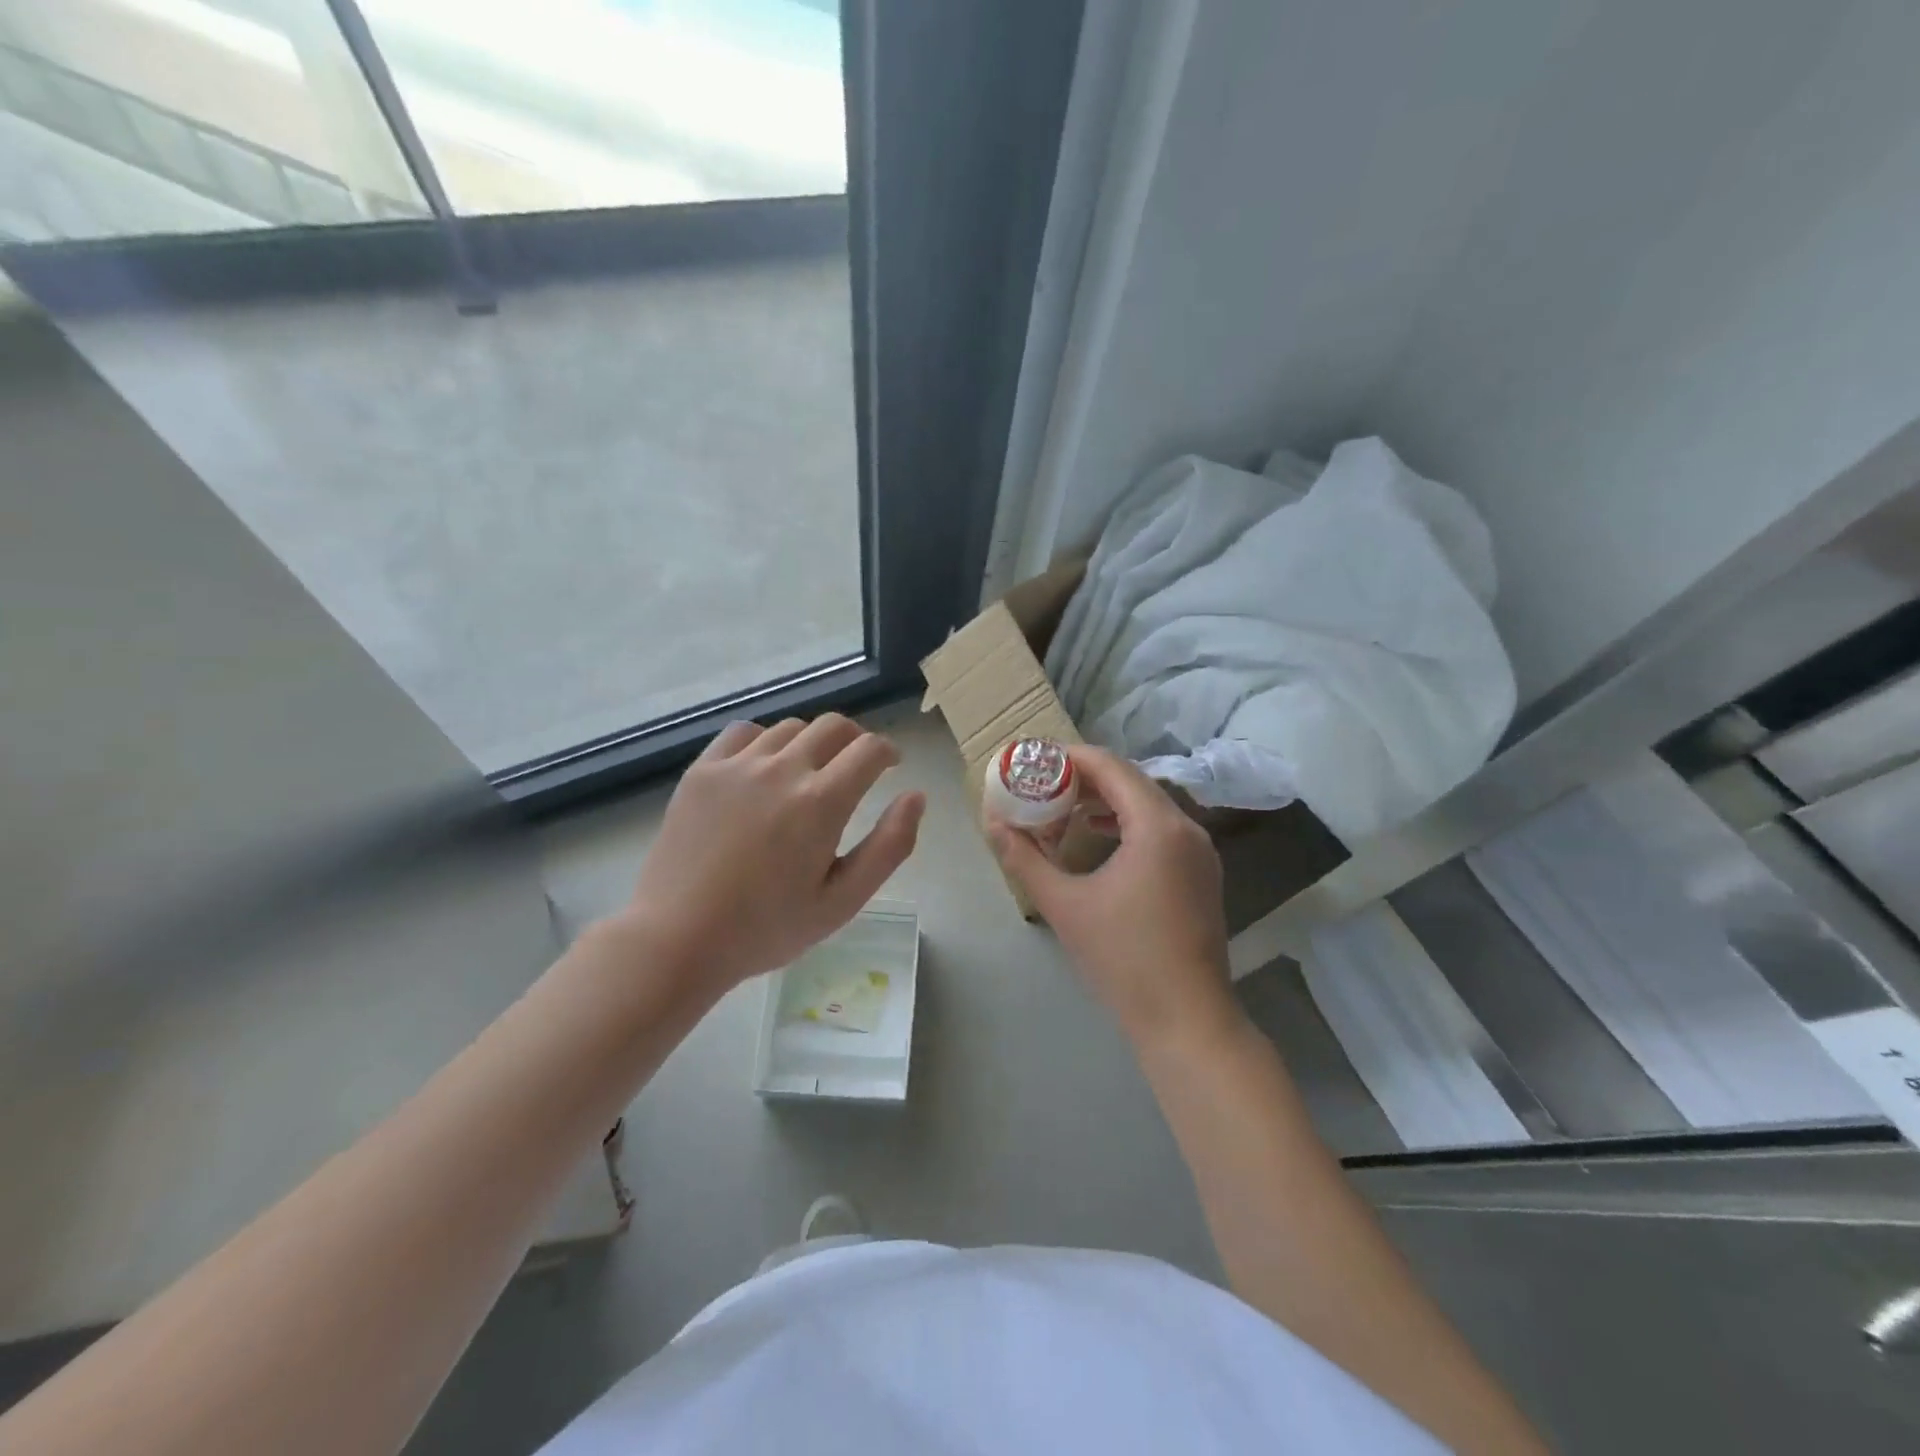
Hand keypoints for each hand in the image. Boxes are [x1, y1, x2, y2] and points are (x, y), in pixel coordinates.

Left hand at [612, 715, 924, 996]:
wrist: (677, 938)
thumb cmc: (767, 928)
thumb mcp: (842, 901)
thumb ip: (889, 846)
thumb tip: (916, 797)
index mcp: (822, 802)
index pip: (869, 749)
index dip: (888, 752)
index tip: (890, 765)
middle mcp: (783, 769)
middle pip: (833, 726)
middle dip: (855, 740)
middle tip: (856, 767)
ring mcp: (737, 766)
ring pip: (790, 728)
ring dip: (812, 742)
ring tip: (808, 772)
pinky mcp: (703, 771)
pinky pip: (744, 732)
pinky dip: (765, 741)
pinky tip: (763, 767)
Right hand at [988, 746, 1241, 1052]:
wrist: (1187, 1019)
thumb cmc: (1123, 958)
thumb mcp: (1064, 904)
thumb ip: (1025, 858)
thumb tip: (992, 823)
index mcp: (1158, 826)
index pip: (1111, 767)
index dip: (1070, 757)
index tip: (1035, 761)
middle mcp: (1186, 827)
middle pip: (1132, 781)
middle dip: (1085, 779)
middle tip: (1042, 785)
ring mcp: (1200, 852)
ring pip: (1148, 805)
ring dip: (1106, 801)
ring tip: (1064, 809)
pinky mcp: (1201, 873)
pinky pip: (1161, 829)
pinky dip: (1128, 823)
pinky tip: (1099, 837)